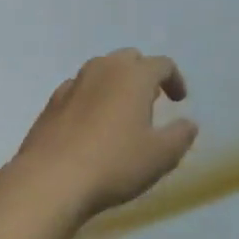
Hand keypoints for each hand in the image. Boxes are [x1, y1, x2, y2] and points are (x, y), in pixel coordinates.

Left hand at [9, 50, 197, 221]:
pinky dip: (90, 98)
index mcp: (134, 75)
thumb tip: (188, 124)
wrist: (50, 179)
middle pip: (129, 59)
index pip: (162, 64)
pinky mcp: (51, 102)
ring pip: (101, 70)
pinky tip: (90, 126)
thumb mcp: (160, 156)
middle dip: (143, 75)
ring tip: (121, 113)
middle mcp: (103, 69)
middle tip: (150, 102)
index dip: (175, 80)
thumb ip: (180, 136)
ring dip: (115, 84)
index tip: (179, 101)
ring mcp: (73, 83)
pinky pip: (78, 90)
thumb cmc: (114, 163)